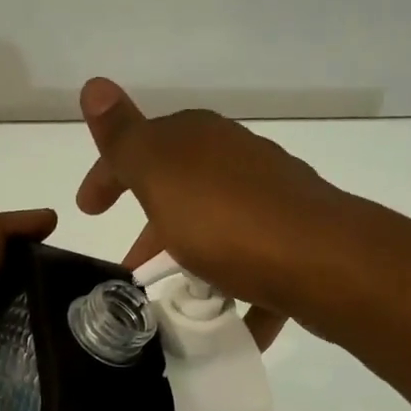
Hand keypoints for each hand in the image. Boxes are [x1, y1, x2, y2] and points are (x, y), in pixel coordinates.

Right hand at [76, 78, 344, 349]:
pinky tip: (226, 326)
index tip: (87, 212)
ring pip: (217, 232)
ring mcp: (270, 204)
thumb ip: (125, 139)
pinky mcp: (294, 245)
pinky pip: (254, 271)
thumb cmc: (227, 220)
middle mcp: (237, 163)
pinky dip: (236, 296)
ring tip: (175, 302)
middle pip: (181, 193)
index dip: (108, 176)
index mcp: (200, 141)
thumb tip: (94, 84)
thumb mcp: (161, 175)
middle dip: (151, 230)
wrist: (322, 261)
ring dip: (192, 262)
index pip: (141, 147)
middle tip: (131, 270)